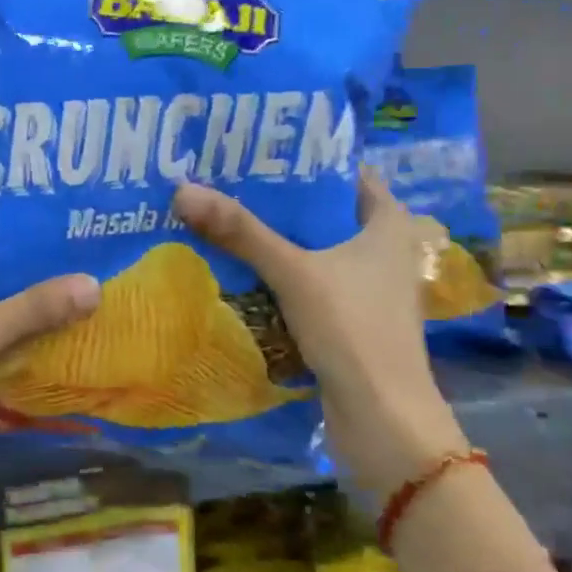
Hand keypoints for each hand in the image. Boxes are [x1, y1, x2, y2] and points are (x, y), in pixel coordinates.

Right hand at [171, 169, 467, 492]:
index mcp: (388, 226)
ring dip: (274, 245)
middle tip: (226, 185)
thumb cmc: (353, 330)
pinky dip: (278, 281)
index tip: (258, 152)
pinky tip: (238, 276)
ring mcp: (366, 292)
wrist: (382, 419)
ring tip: (222, 222)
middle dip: (278, 204)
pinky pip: (307, 289)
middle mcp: (382, 253)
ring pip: (313, 255)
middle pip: (324, 215)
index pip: (348, 175)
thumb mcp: (295, 272)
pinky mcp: (348, 324)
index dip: (306, 161)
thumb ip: (241, 233)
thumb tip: (183, 190)